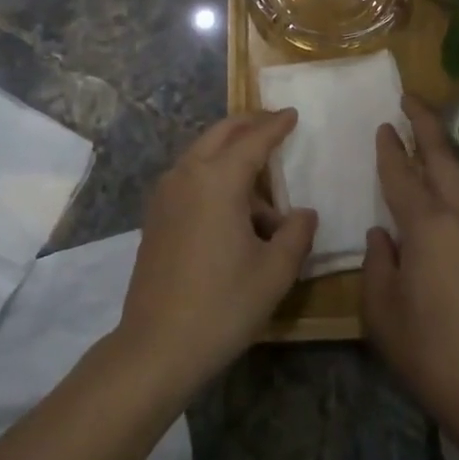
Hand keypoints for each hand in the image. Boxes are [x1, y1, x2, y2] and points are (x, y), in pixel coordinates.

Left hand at [116, 110, 317, 397]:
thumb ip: (296, 233)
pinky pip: (189, 178)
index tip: (292, 113)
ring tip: (262, 191)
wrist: (156, 347)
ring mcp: (165, 195)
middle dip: (248, 125)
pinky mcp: (155, 216)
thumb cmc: (223, 305)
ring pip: (202, 155)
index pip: (254, 139)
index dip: (276, 125)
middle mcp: (187, 175)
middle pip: (220, 134)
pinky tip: (232, 209)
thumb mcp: (275, 271)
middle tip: (274, 124)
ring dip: (230, 155)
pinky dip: (213, 175)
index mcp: (218, 179)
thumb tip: (303, 213)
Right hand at [363, 96, 458, 450]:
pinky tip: (453, 182)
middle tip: (409, 98)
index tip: (382, 125)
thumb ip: (377, 263)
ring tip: (430, 134)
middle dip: (425, 125)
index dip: (390, 149)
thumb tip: (383, 234)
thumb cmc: (429, 350)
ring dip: (446, 147)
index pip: (403, 174)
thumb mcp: (382, 309)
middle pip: (443, 158)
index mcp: (427, 225)